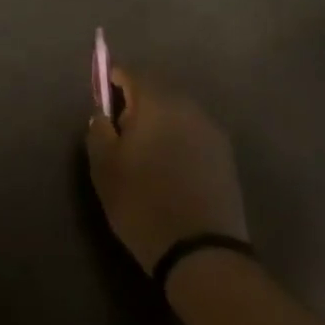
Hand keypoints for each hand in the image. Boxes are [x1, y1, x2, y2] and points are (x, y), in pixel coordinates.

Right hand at [86, 68, 247, 270]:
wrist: (201, 251)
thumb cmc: (142, 202)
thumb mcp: (104, 167)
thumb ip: (99, 130)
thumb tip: (103, 113)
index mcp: (157, 103)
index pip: (132, 74)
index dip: (113, 80)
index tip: (102, 96)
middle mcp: (188, 107)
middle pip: (158, 90)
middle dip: (137, 101)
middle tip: (120, 129)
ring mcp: (211, 131)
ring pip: (178, 112)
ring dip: (160, 121)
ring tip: (144, 151)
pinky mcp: (225, 156)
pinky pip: (193, 133)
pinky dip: (178, 139)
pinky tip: (169, 166)